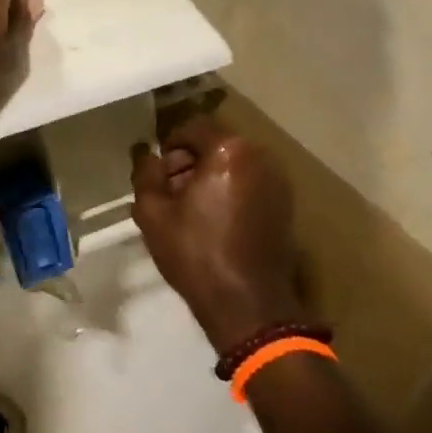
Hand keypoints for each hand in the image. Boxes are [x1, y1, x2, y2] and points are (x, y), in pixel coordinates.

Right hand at [131, 117, 304, 354]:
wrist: (247, 304)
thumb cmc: (195, 253)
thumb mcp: (152, 213)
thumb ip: (145, 173)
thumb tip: (147, 155)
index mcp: (229, 151)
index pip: (191, 128)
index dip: (169, 148)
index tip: (157, 175)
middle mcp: (260, 157)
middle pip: (215, 145)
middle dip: (190, 162)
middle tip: (170, 194)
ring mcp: (279, 182)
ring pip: (233, 165)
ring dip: (210, 177)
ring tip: (191, 211)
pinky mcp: (286, 205)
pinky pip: (249, 183)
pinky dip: (230, 192)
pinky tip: (215, 222)